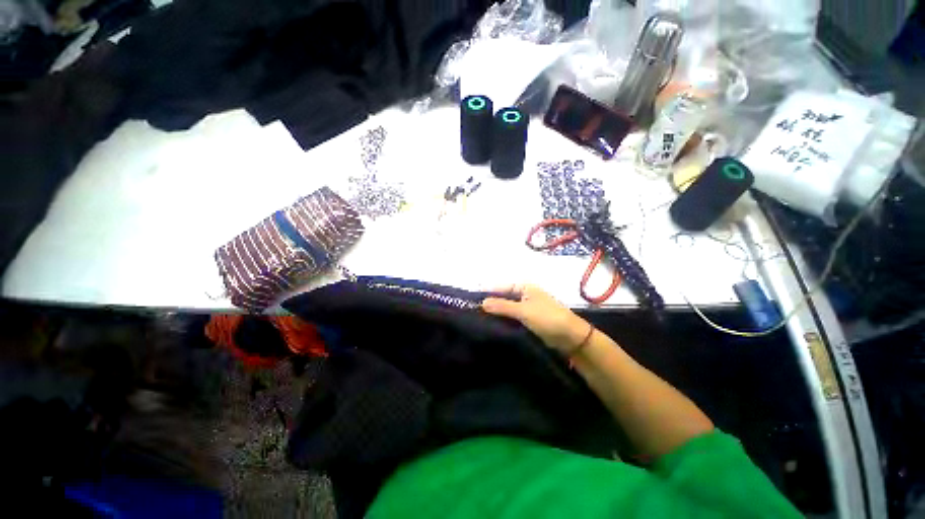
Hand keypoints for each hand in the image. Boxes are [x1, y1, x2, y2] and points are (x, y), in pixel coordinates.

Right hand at [482, 284, 592, 354]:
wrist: (571, 337)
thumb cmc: (547, 318)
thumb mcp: (523, 311)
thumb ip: (502, 306)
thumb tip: (482, 302)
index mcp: (524, 287)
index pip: (501, 287)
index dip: (487, 293)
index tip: (471, 300)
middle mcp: (523, 295)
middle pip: (502, 298)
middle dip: (490, 304)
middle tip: (472, 313)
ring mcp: (526, 309)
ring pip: (506, 309)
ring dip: (496, 314)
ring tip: (478, 321)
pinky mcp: (528, 321)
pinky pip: (512, 319)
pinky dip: (503, 321)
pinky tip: (492, 327)